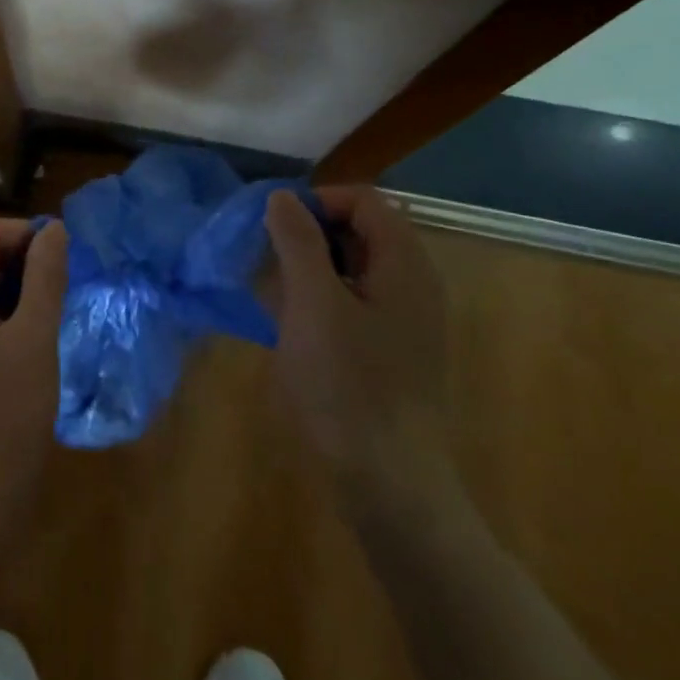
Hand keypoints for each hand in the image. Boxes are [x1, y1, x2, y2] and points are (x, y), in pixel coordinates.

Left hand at [0, 219, 67, 527]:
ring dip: (8, 290)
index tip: (60, 253)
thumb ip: (44, 277)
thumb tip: (53, 230)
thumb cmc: (4, 418)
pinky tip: (26, 340)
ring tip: (48, 311)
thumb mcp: (33, 339)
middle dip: (16, 262)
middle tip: (60, 283)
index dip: (21, 234)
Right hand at [265, 186, 457, 526]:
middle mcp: (412, 284)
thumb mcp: (313, 303)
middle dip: (308, 235)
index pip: (364, 201)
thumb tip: (282, 197)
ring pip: (351, 269)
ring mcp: (404, 320)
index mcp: (404, 265)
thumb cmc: (348, 385)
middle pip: (359, 231)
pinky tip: (289, 326)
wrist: (388, 483)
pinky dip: (319, 300)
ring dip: (308, 269)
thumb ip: (298, 242)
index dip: (317, 202)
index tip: (275, 227)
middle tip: (267, 261)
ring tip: (270, 294)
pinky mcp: (390, 351)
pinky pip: (352, 303)